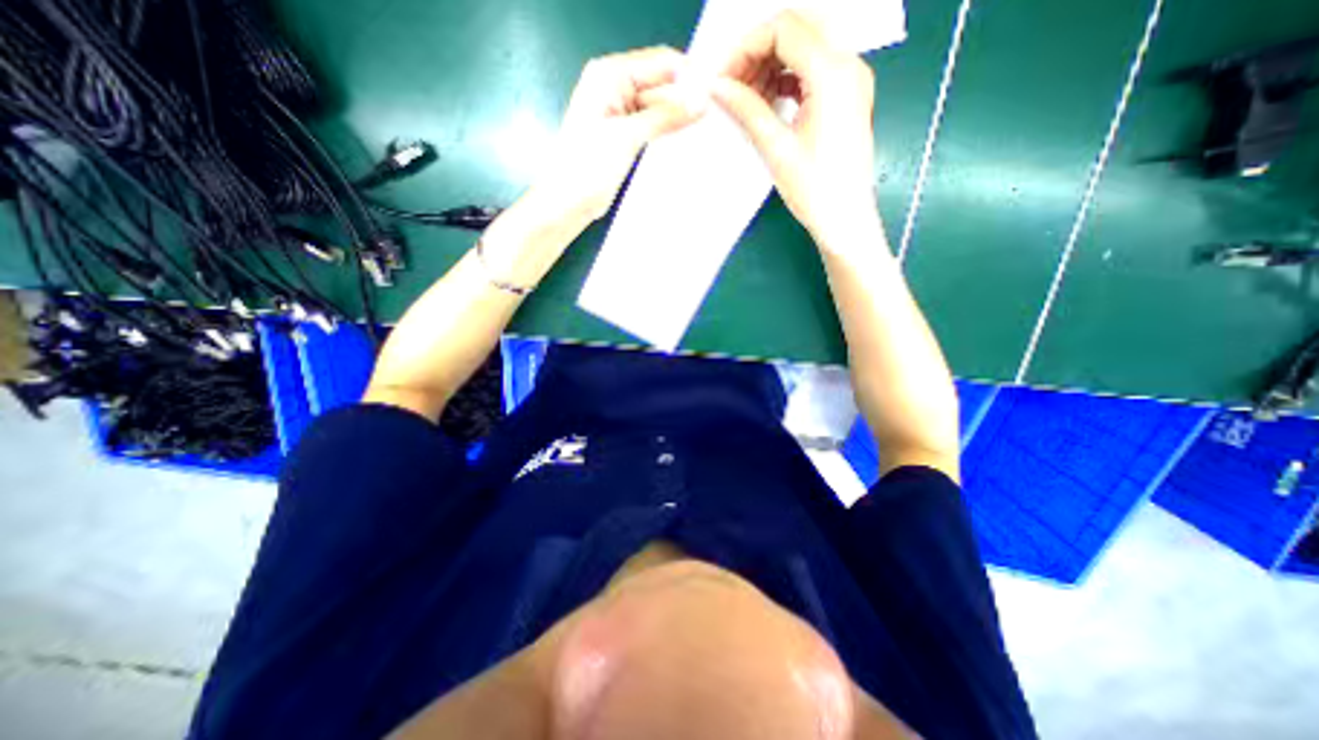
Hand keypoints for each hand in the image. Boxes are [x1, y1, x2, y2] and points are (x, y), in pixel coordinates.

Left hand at [535, 45, 704, 225]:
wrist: (571, 201)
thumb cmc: (589, 165)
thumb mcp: (627, 136)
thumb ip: (664, 117)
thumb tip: (701, 101)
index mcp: (610, 75)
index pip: (659, 63)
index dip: (687, 75)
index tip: (714, 96)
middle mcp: (616, 88)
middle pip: (661, 86)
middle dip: (685, 101)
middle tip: (714, 119)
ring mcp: (622, 114)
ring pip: (660, 109)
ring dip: (678, 121)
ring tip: (706, 132)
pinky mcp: (626, 137)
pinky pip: (654, 128)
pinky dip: (668, 135)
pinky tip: (686, 143)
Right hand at [711, 11, 872, 243]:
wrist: (845, 219)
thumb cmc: (814, 189)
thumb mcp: (776, 148)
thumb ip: (747, 109)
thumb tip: (717, 86)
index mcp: (833, 73)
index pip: (784, 29)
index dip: (746, 47)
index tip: (723, 78)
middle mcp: (848, 65)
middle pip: (796, 32)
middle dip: (757, 54)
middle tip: (732, 88)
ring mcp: (851, 80)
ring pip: (804, 50)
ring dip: (770, 67)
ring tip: (746, 100)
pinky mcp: (847, 98)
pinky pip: (812, 72)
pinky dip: (785, 81)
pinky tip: (766, 104)